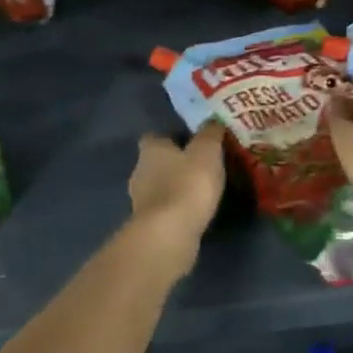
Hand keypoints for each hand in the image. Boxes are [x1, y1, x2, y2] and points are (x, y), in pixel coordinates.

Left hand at [127, 123, 225, 271]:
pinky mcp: (147, 224)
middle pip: (155, 162)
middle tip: (199, 166)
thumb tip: (212, 120)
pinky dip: (175, 208)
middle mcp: (139, 171)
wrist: (170, 232)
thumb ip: (210, 133)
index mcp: (150, 150)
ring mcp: (140, 200)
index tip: (190, 142)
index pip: (154, 137)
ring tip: (200, 190)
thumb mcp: (207, 151)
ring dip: (174, 187)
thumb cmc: (188, 183)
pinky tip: (193, 212)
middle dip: (173, 163)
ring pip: (158, 187)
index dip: (170, 138)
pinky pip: (164, 209)